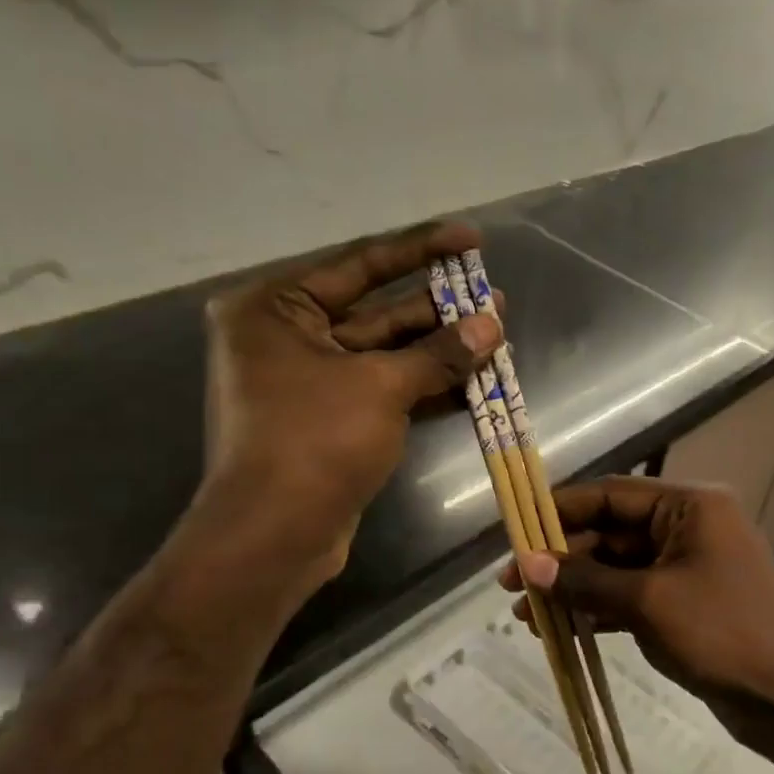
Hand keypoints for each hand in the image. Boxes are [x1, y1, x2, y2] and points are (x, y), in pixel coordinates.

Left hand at [195, 220, 500, 585]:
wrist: (276, 535)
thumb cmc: (315, 441)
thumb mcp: (381, 388)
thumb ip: (439, 354)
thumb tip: (492, 326)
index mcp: (276, 309)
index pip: (361, 264)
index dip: (421, 250)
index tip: (470, 238)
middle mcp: (286, 338)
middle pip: (376, 310)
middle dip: (438, 307)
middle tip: (494, 296)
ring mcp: (310, 382)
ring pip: (386, 354)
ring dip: (440, 348)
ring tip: (497, 332)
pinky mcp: (333, 420)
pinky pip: (386, 389)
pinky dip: (426, 385)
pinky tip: (475, 378)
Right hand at [499, 476, 773, 769]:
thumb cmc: (723, 634)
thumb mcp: (648, 602)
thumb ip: (586, 580)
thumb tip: (528, 564)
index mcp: (689, 507)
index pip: (612, 494)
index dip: (561, 510)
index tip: (517, 531)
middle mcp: (688, 528)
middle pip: (611, 532)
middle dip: (562, 559)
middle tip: (511, 585)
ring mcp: (687, 568)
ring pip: (617, 568)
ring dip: (574, 588)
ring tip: (525, 615)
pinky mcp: (685, 605)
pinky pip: (631, 597)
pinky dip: (598, 610)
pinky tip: (560, 630)